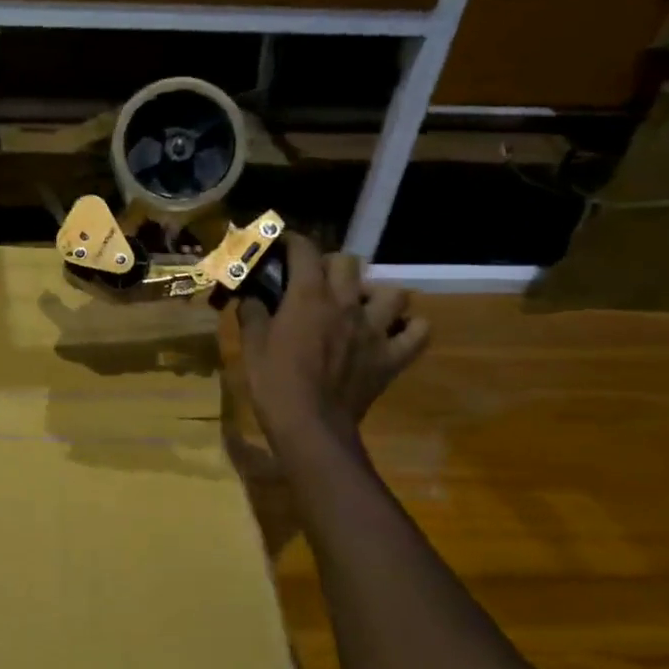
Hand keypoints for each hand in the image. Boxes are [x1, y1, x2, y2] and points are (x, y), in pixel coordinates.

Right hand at [238, 236, 428, 452]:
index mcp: (308, 296)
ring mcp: (375, 330)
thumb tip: (249, 297)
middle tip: (318, 279)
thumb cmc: (274, 384)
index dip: (293, 241)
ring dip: (376, 294)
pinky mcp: (392, 357)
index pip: (304, 250)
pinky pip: (419, 333)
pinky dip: (410, 328)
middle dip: (331, 263)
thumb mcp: (251, 346)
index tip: (283, 245)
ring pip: (392, 292)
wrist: (311, 427)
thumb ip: (252, 313)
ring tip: (361, 305)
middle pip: (348, 262)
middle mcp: (345, 304)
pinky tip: (394, 332)